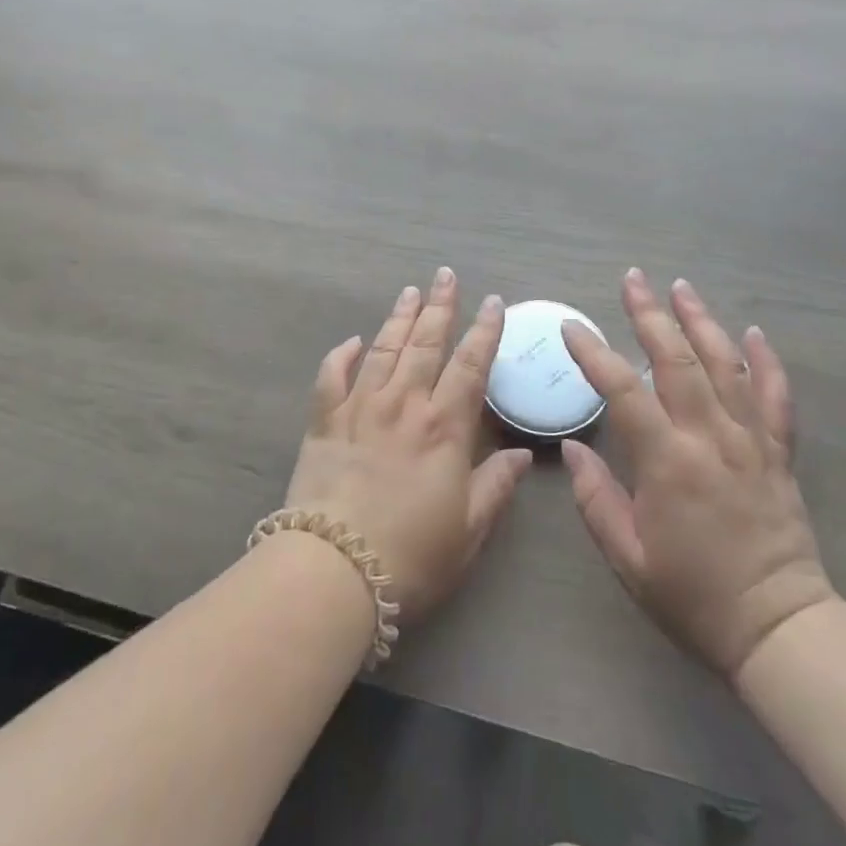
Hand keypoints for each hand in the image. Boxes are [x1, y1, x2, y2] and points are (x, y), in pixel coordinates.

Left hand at [283, 268, 533, 622]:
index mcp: (443, 428)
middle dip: (439, 307)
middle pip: (425, 344)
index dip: (484, 331)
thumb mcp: (468, 530)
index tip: (492, 302)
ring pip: (382, 350)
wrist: (333, 570)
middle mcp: (403, 405)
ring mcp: (360, 409)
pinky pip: (332, 378)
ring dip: (398, 318)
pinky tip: (351, 341)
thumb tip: (521, 455)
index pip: (470, 366)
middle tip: (445, 275)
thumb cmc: (411, 555)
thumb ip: (495, 486)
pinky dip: (341, 355)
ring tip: (409, 292)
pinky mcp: (324, 423)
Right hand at [560, 269, 832, 679]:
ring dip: (701, 322)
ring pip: (726, 365)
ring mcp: (751, 441)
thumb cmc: (694, 596)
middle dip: (650, 315)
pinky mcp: (779, 454)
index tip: (573, 328)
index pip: (623, 391)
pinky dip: (766, 361)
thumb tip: (572, 447)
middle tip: (632, 279)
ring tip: (681, 287)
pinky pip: (776, 398)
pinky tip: (754, 332)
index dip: (594, 354)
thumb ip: (595, 499)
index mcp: (668, 462)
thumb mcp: (628, 558)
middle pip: (677, 360)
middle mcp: (710, 438)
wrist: (779, 629)